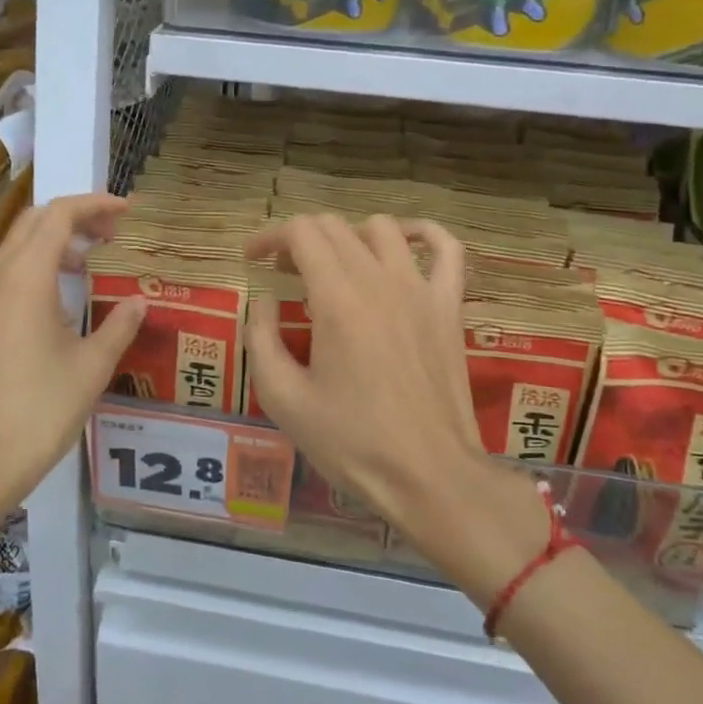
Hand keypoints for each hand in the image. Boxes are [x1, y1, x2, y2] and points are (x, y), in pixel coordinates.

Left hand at [0, 194, 146, 524]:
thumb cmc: (38, 414)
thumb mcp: (91, 369)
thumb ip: (119, 327)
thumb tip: (141, 302)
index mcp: (25, 279)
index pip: (59, 215)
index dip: (95, 204)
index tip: (125, 212)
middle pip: (33, 224)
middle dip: (73, 219)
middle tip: (110, 236)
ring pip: (12, 253)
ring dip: (51, 248)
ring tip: (85, 269)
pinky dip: (29, 277)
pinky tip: (48, 313)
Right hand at [244, 214, 551, 587]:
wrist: (429, 476)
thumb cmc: (351, 442)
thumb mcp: (283, 398)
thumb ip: (261, 338)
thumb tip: (263, 300)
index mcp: (336, 299)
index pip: (300, 233)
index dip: (269, 237)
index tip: (253, 260)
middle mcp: (379, 280)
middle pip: (334, 227)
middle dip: (299, 240)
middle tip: (284, 274)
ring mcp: (421, 290)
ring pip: (382, 228)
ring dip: (348, 236)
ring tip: (334, 265)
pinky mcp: (449, 307)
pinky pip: (447, 250)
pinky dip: (422, 233)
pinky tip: (403, 244)